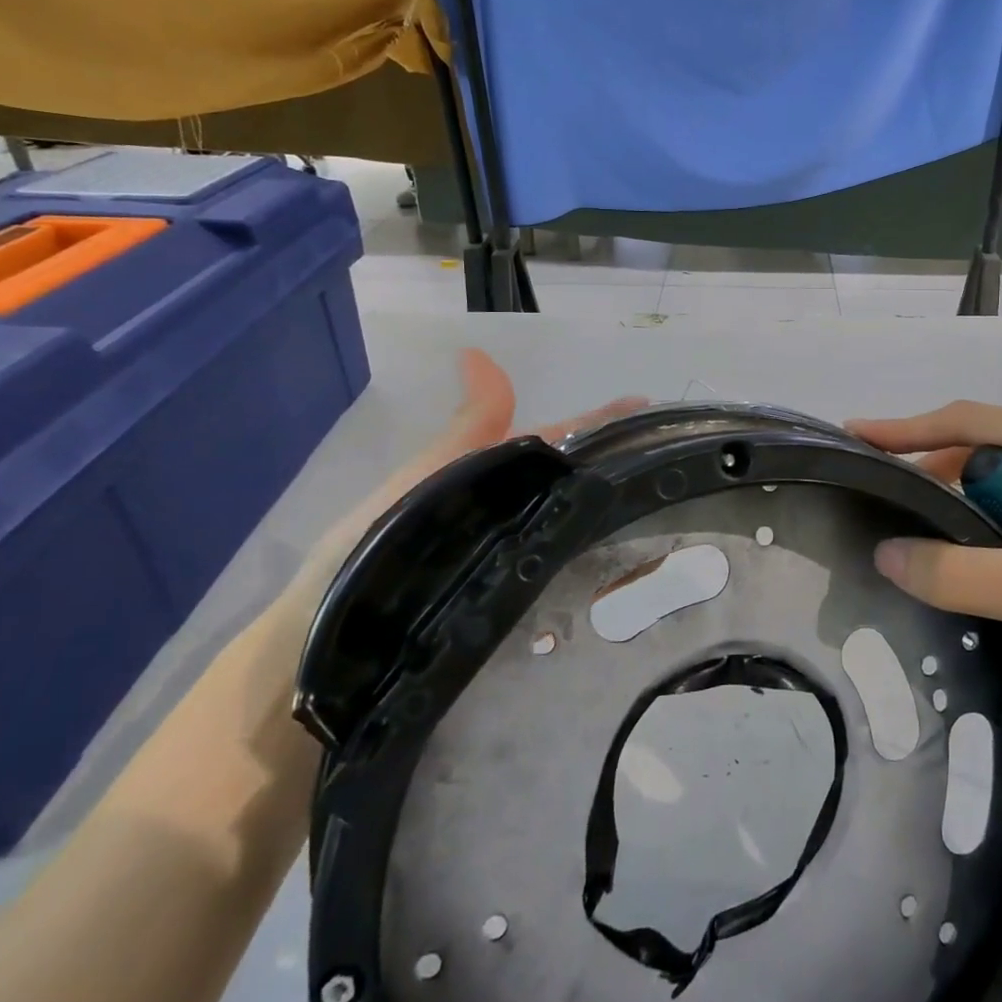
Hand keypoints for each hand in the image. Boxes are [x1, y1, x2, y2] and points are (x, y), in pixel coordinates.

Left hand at [274, 350, 645, 630]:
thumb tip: (477, 352)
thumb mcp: (426, 477)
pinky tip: (634, 581)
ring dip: (617, 526)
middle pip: (573, 487)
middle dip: (619, 473)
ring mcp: (515, 565)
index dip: (602, 423)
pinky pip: (567, 588)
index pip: (557, 441)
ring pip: (577, 535)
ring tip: (671, 524)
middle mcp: (507, 517)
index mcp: (488, 477)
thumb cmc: (373, 551)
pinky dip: (598, 579)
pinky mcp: (516, 614)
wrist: (329, 649)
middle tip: (672, 466)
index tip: (652, 409)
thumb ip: (467, 427)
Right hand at [846, 402, 1001, 711]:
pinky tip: (975, 562)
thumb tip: (885, 554)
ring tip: (922, 541)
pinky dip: (993, 530)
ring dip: (965, 509)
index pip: (971, 421)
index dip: (907, 428)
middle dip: (935, 475)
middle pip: (985, 449)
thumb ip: (963, 574)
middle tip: (885, 505)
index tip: (854, 435)